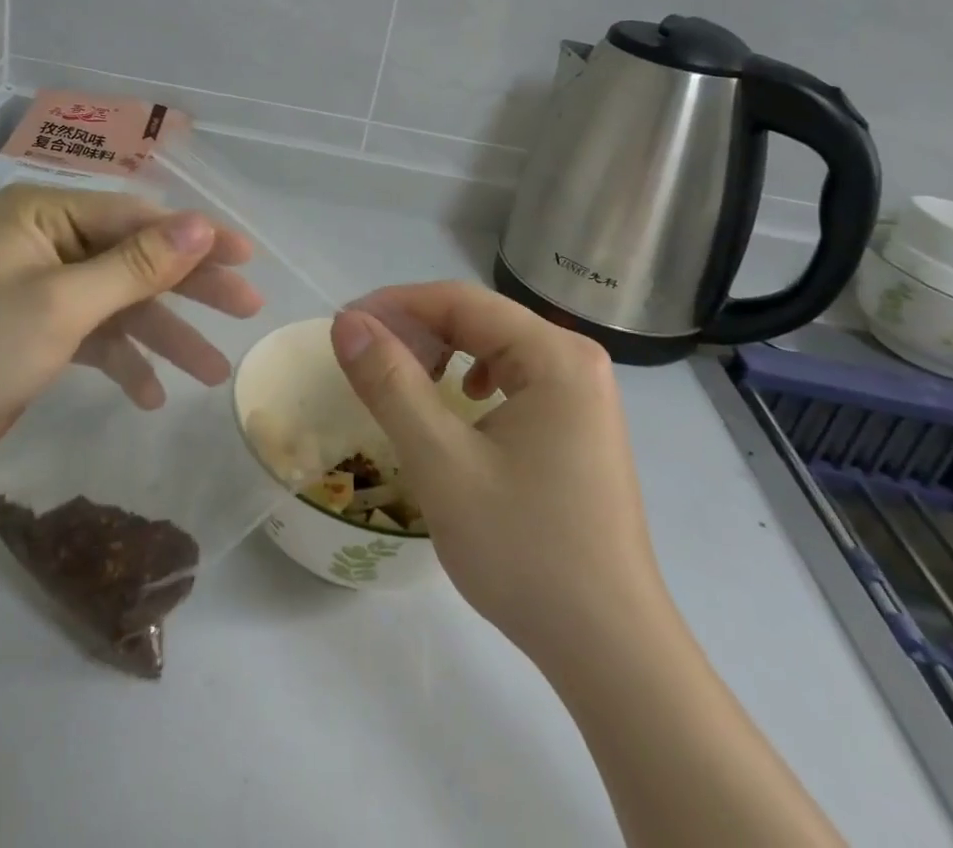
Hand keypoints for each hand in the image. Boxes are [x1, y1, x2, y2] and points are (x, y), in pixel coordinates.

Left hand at [0, 184, 261, 487]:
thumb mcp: (62, 304)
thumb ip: (136, 265)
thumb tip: (202, 226)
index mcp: (43, 214)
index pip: (135, 216)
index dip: (194, 236)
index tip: (246, 257)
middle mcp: (47, 242)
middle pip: (136, 258)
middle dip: (190, 287)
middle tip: (247, 307)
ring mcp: (46, 289)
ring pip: (124, 303)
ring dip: (166, 335)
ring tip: (215, 372)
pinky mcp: (44, 333)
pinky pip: (100, 336)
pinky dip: (127, 361)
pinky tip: (152, 394)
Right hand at [330, 283, 663, 662]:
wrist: (610, 650)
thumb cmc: (524, 549)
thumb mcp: (441, 462)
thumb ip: (390, 384)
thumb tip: (346, 323)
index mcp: (555, 355)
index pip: (460, 301)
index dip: (395, 305)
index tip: (343, 326)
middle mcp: (576, 360)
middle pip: (480, 319)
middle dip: (417, 330)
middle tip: (364, 357)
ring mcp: (583, 394)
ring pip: (495, 348)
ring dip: (441, 353)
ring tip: (404, 380)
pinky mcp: (579, 425)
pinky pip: (514, 379)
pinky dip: (471, 380)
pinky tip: (458, 407)